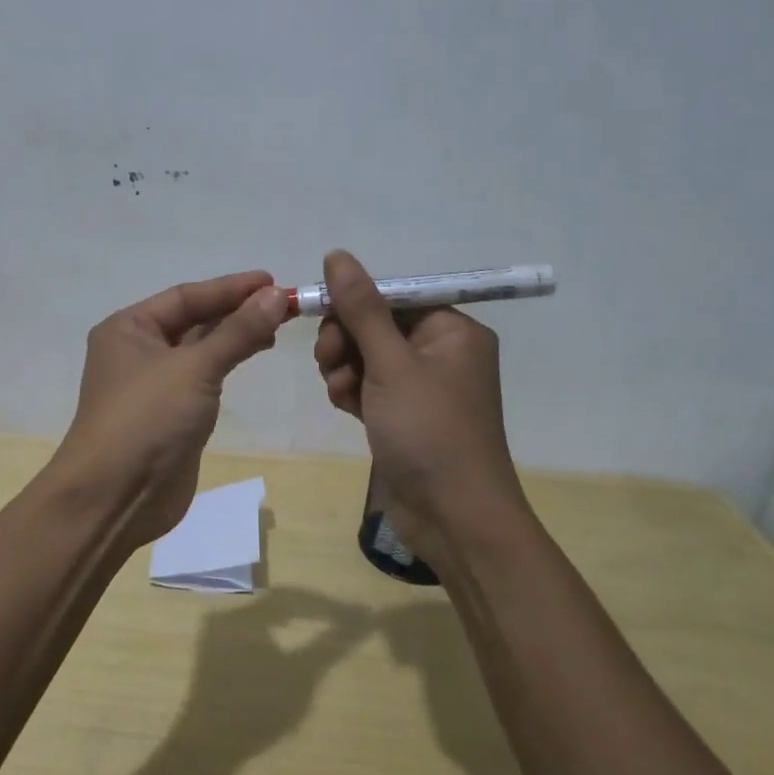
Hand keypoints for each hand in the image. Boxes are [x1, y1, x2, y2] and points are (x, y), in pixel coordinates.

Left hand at [53, 271, 288, 546]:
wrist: (115, 498)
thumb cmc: (147, 419)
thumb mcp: (194, 368)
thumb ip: (237, 331)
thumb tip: (274, 295)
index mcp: (129, 327)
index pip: (186, 296)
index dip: (230, 288)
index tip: (272, 281)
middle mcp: (137, 349)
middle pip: (193, 319)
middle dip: (236, 311)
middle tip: (283, 305)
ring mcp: (153, 383)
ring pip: (200, 348)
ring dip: (235, 336)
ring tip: (276, 328)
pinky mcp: (170, 413)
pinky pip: (203, 376)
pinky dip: (227, 363)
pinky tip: (253, 354)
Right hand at [311, 250, 524, 556]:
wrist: (454, 519)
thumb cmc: (429, 431)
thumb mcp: (390, 363)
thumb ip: (361, 308)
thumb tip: (337, 255)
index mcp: (453, 331)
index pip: (394, 295)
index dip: (354, 302)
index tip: (319, 313)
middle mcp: (442, 353)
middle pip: (377, 324)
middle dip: (346, 340)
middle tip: (329, 361)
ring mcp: (423, 387)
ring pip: (367, 356)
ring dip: (345, 368)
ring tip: (342, 392)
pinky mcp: (406, 415)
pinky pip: (370, 386)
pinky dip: (354, 392)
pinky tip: (346, 409)